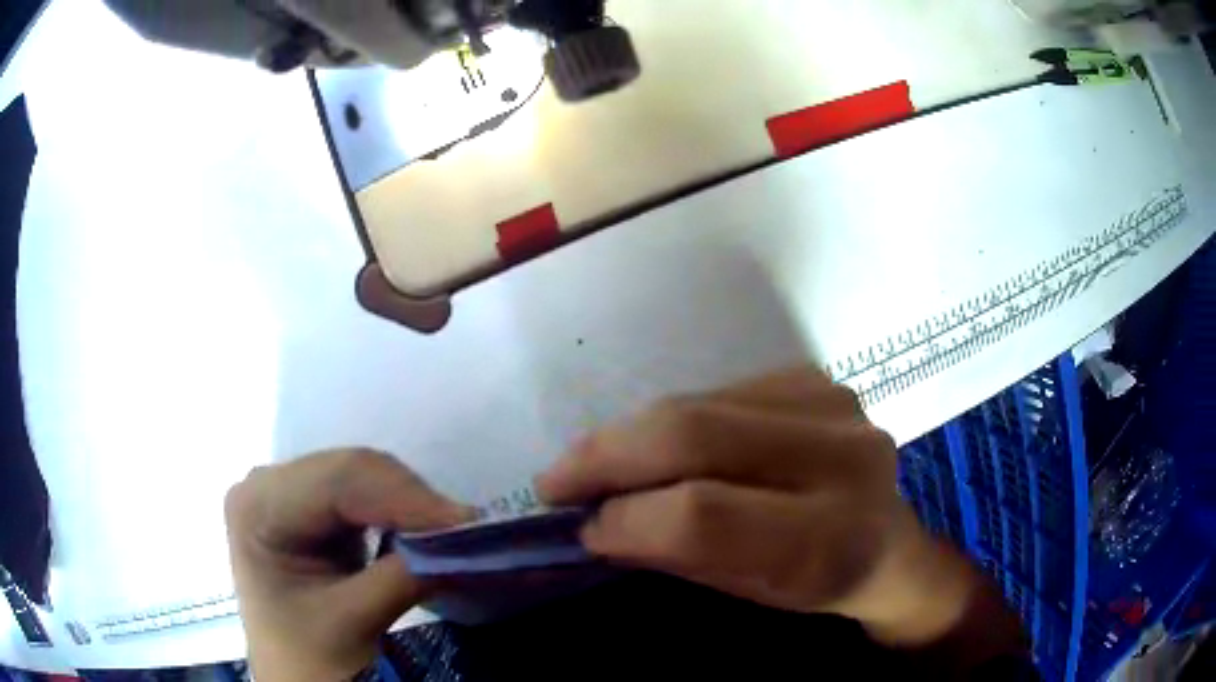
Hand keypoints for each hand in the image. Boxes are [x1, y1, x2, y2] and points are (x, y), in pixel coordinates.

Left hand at [225, 449, 471, 681]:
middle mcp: (266, 483)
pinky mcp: (311, 506)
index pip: (336, 481)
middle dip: (413, 499)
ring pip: (363, 474)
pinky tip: (424, 531)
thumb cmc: (308, 657)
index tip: (464, 523)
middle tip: (469, 530)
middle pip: (350, 470)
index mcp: (255, 506)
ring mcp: (288, 491)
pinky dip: (401, 510)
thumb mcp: (351, 623)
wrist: (296, 674)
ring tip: (453, 532)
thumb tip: (465, 540)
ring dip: (412, 503)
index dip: (404, 496)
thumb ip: (403, 578)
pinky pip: (365, 492)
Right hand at [536, 369, 984, 646]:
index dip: (626, 518)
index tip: (579, 526)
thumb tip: (596, 519)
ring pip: (698, 404)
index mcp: (829, 539)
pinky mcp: (816, 380)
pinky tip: (652, 446)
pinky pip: (718, 392)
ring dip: (628, 434)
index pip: (703, 515)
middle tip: (556, 479)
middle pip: (695, 435)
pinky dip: (669, 419)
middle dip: (607, 455)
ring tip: (592, 463)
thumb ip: (676, 554)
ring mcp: (833, 405)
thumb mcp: (750, 593)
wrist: (889, 544)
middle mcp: (841, 458)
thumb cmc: (818, 585)